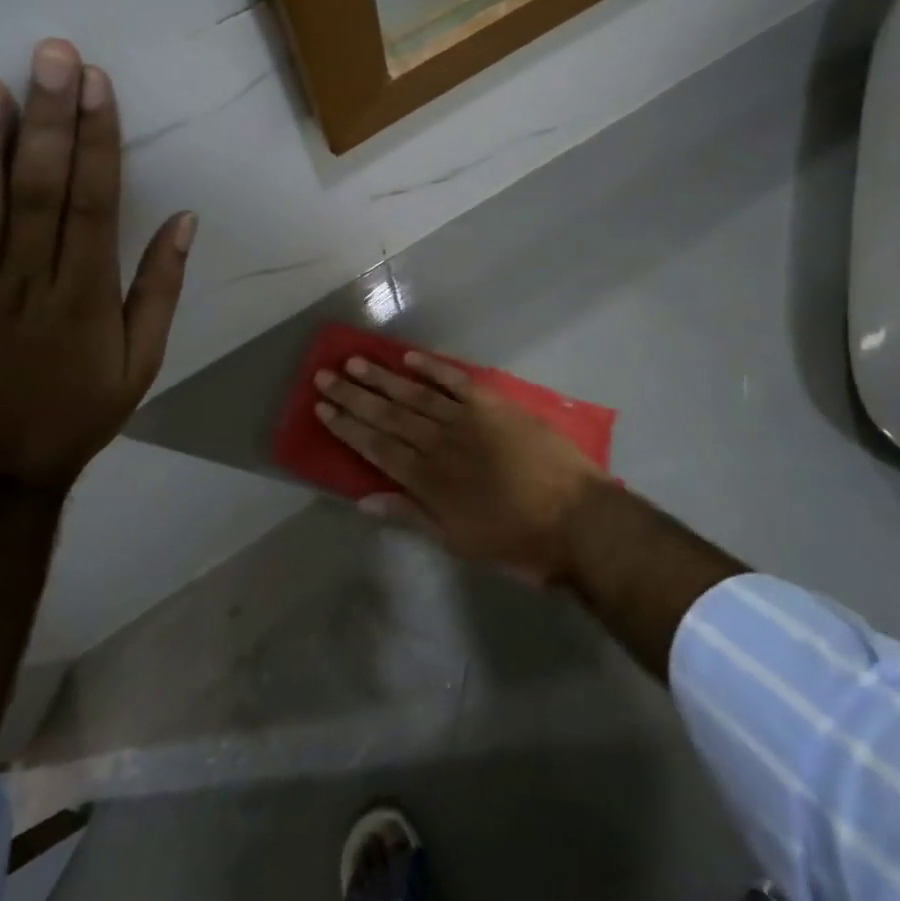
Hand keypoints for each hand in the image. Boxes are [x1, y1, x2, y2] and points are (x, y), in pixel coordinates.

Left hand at [0, 39, 195, 494]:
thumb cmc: (77, 413)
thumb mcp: (142, 362)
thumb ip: (161, 289)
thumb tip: (184, 221)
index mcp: (86, 295)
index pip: (96, 203)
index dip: (98, 141)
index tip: (96, 85)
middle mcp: (29, 283)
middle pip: (41, 191)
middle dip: (49, 120)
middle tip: (50, 55)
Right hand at [313, 351, 605, 581]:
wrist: (577, 518)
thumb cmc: (517, 540)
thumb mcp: (459, 541)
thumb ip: (411, 515)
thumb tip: (364, 500)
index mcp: (428, 480)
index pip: (376, 446)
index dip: (347, 426)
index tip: (322, 408)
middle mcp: (440, 442)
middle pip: (388, 414)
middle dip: (354, 396)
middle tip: (324, 375)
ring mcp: (468, 419)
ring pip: (415, 394)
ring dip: (383, 378)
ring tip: (354, 361)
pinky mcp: (495, 404)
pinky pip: (457, 381)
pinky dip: (433, 368)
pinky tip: (409, 358)